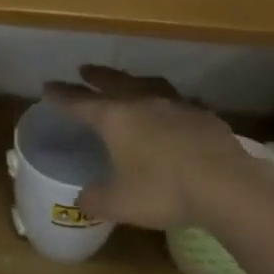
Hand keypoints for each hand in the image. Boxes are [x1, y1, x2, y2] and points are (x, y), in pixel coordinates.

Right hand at [41, 66, 271, 229]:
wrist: (225, 184)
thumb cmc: (163, 191)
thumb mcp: (120, 203)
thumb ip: (96, 199)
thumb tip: (80, 199)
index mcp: (116, 119)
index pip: (80, 102)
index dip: (62, 96)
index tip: (48, 87)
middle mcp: (143, 103)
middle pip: (114, 82)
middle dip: (97, 76)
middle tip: (85, 70)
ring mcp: (176, 105)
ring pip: (149, 84)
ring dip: (134, 81)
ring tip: (130, 81)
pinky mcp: (203, 115)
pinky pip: (180, 102)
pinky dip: (170, 103)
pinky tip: (175, 109)